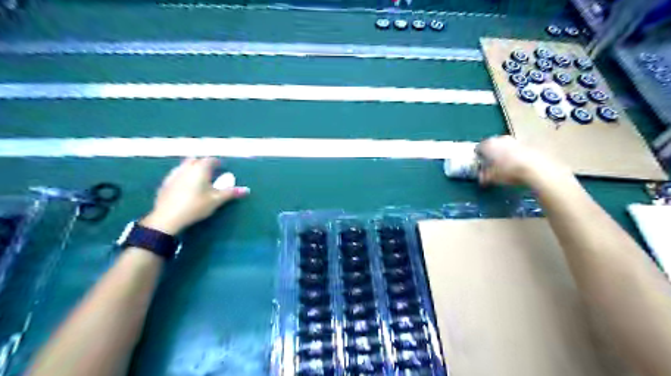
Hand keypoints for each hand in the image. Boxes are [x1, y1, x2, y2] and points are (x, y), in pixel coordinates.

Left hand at [140, 157, 248, 234]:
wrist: (167, 217)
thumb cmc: (195, 206)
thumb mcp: (216, 200)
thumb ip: (231, 193)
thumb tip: (246, 190)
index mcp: (200, 169)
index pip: (210, 160)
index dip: (217, 162)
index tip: (222, 167)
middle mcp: (186, 168)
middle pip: (195, 160)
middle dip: (203, 163)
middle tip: (211, 172)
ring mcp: (174, 174)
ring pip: (184, 166)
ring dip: (192, 168)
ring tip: (199, 179)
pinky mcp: (165, 183)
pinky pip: (177, 174)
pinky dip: (184, 176)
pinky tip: (186, 187)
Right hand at [476, 135, 569, 186]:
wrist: (535, 168)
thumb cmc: (507, 172)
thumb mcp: (491, 178)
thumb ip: (483, 176)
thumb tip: (481, 176)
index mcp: (488, 145)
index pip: (478, 148)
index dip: (478, 156)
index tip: (480, 164)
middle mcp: (499, 139)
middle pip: (491, 145)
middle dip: (491, 153)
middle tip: (491, 164)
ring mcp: (514, 140)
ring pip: (504, 146)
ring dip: (503, 153)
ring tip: (505, 165)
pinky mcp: (527, 144)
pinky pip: (516, 149)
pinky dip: (514, 154)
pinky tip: (516, 165)